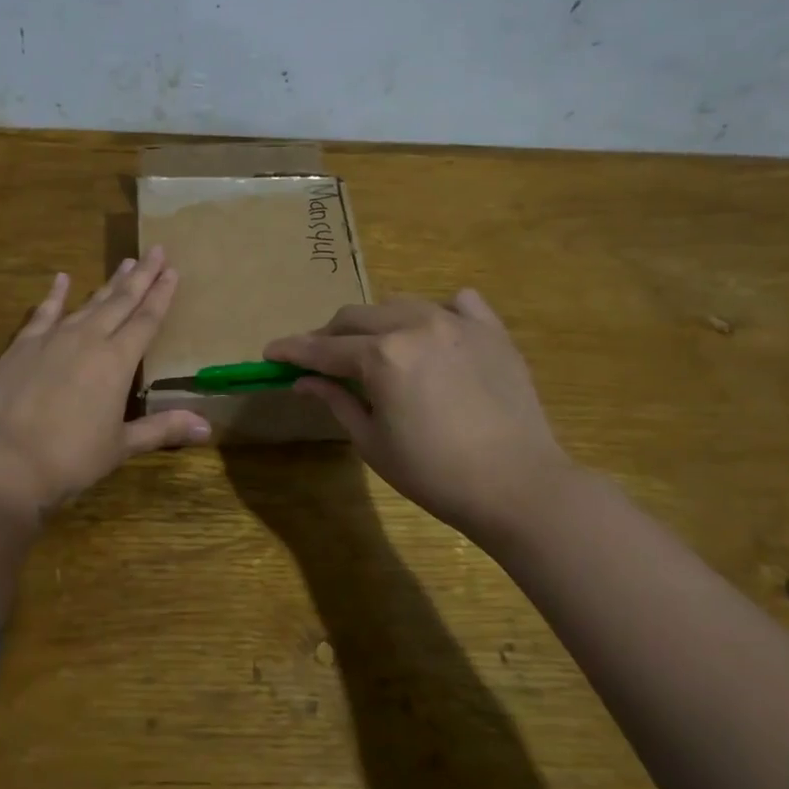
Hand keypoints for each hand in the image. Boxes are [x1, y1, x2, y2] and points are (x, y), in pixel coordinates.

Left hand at [0, 246, 210, 512]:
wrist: (9, 459)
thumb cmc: (73, 457)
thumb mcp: (122, 445)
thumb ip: (162, 428)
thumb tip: (207, 426)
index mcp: (117, 361)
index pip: (147, 320)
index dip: (161, 294)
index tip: (173, 270)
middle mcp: (89, 339)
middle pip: (121, 301)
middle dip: (141, 276)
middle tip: (156, 250)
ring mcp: (54, 338)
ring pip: (88, 303)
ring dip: (108, 283)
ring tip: (124, 263)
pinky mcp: (24, 345)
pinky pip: (44, 312)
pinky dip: (54, 294)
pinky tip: (62, 278)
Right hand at [264, 290, 573, 534]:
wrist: (518, 485)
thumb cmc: (434, 473)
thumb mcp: (372, 441)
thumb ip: (335, 400)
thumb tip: (303, 381)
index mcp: (381, 356)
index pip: (322, 348)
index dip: (292, 351)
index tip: (271, 352)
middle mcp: (415, 325)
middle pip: (356, 317)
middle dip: (330, 335)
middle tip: (319, 359)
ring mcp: (457, 322)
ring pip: (400, 304)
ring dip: (377, 323)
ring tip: (374, 348)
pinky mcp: (492, 331)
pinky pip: (458, 304)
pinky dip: (437, 313)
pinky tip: (434, 333)